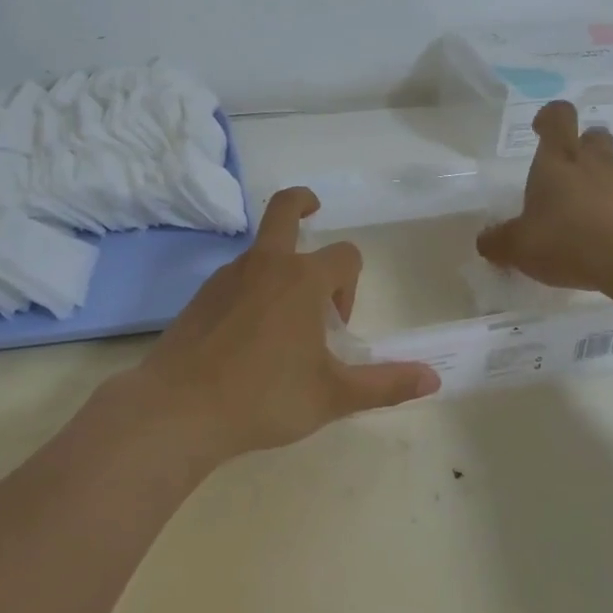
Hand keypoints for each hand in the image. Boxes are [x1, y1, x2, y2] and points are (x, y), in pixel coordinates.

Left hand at [117, 188, 440, 464]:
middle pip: (285, 209)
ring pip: (261, 251)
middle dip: (304, 202)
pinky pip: (237, 277)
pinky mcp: (201, 295)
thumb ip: (384, 385)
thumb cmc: (264, 397)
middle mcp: (265, 265)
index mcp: (302, 279)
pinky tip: (248, 334)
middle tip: (315, 209)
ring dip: (280, 265)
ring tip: (284, 318)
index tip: (337, 326)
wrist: (179, 410)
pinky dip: (252, 288)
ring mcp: (227, 276)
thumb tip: (433, 378)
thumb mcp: (332, 395)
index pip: (344, 257)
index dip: (350, 286)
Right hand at [476, 100, 612, 297]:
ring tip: (589, 222)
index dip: (549, 117)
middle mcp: (596, 164)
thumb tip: (486, 241)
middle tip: (567, 177)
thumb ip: (498, 242)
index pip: (558, 116)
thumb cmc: (569, 242)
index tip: (540, 130)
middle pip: (594, 136)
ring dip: (603, 186)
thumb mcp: (519, 248)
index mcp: (558, 162)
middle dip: (582, 147)